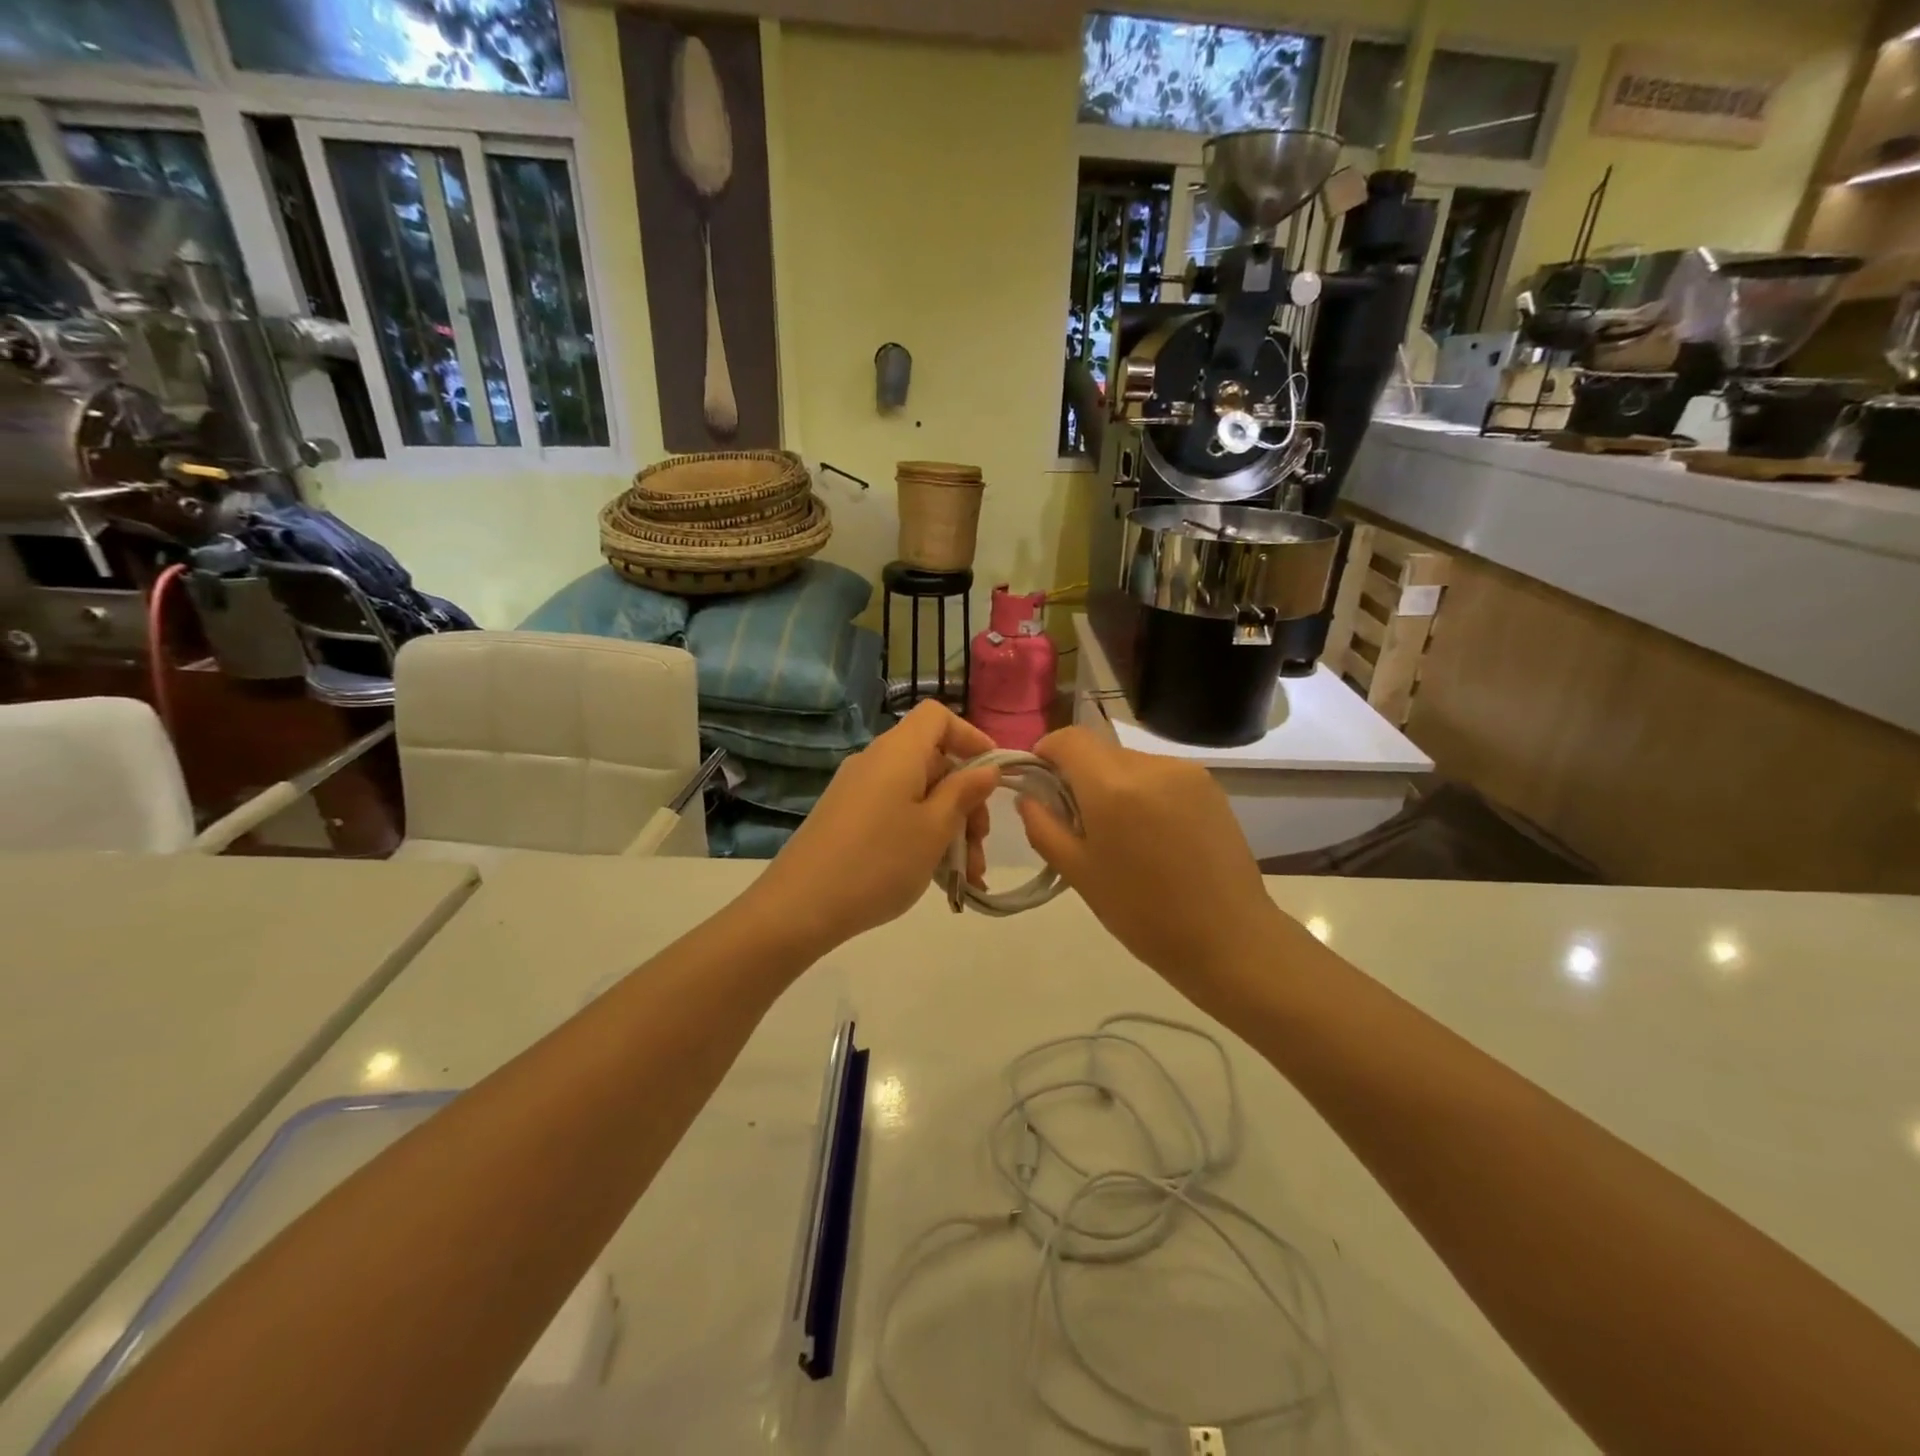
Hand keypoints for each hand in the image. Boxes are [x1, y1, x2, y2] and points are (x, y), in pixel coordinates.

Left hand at [746, 700, 1000, 952]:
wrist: (799, 906)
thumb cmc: (879, 861)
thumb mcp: (935, 829)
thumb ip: (964, 793)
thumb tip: (986, 769)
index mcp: (898, 752)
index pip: (937, 716)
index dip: (970, 737)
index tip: (993, 775)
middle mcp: (875, 761)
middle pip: (933, 761)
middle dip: (966, 799)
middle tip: (980, 845)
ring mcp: (857, 790)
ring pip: (918, 794)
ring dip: (949, 826)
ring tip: (966, 875)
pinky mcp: (846, 818)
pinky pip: (896, 813)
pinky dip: (922, 835)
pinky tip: (937, 877)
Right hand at [1016, 727, 1286, 994]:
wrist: (1228, 938)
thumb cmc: (1142, 912)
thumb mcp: (1078, 873)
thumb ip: (1044, 826)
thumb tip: (1028, 796)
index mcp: (1113, 786)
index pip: (1069, 739)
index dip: (1046, 752)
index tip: (1040, 782)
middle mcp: (1150, 765)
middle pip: (1099, 750)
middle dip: (1079, 774)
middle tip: (1077, 820)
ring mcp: (1186, 772)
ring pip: (1130, 762)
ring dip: (1113, 784)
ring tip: (1119, 833)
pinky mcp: (1210, 785)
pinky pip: (1160, 775)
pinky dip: (1143, 792)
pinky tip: (1151, 834)